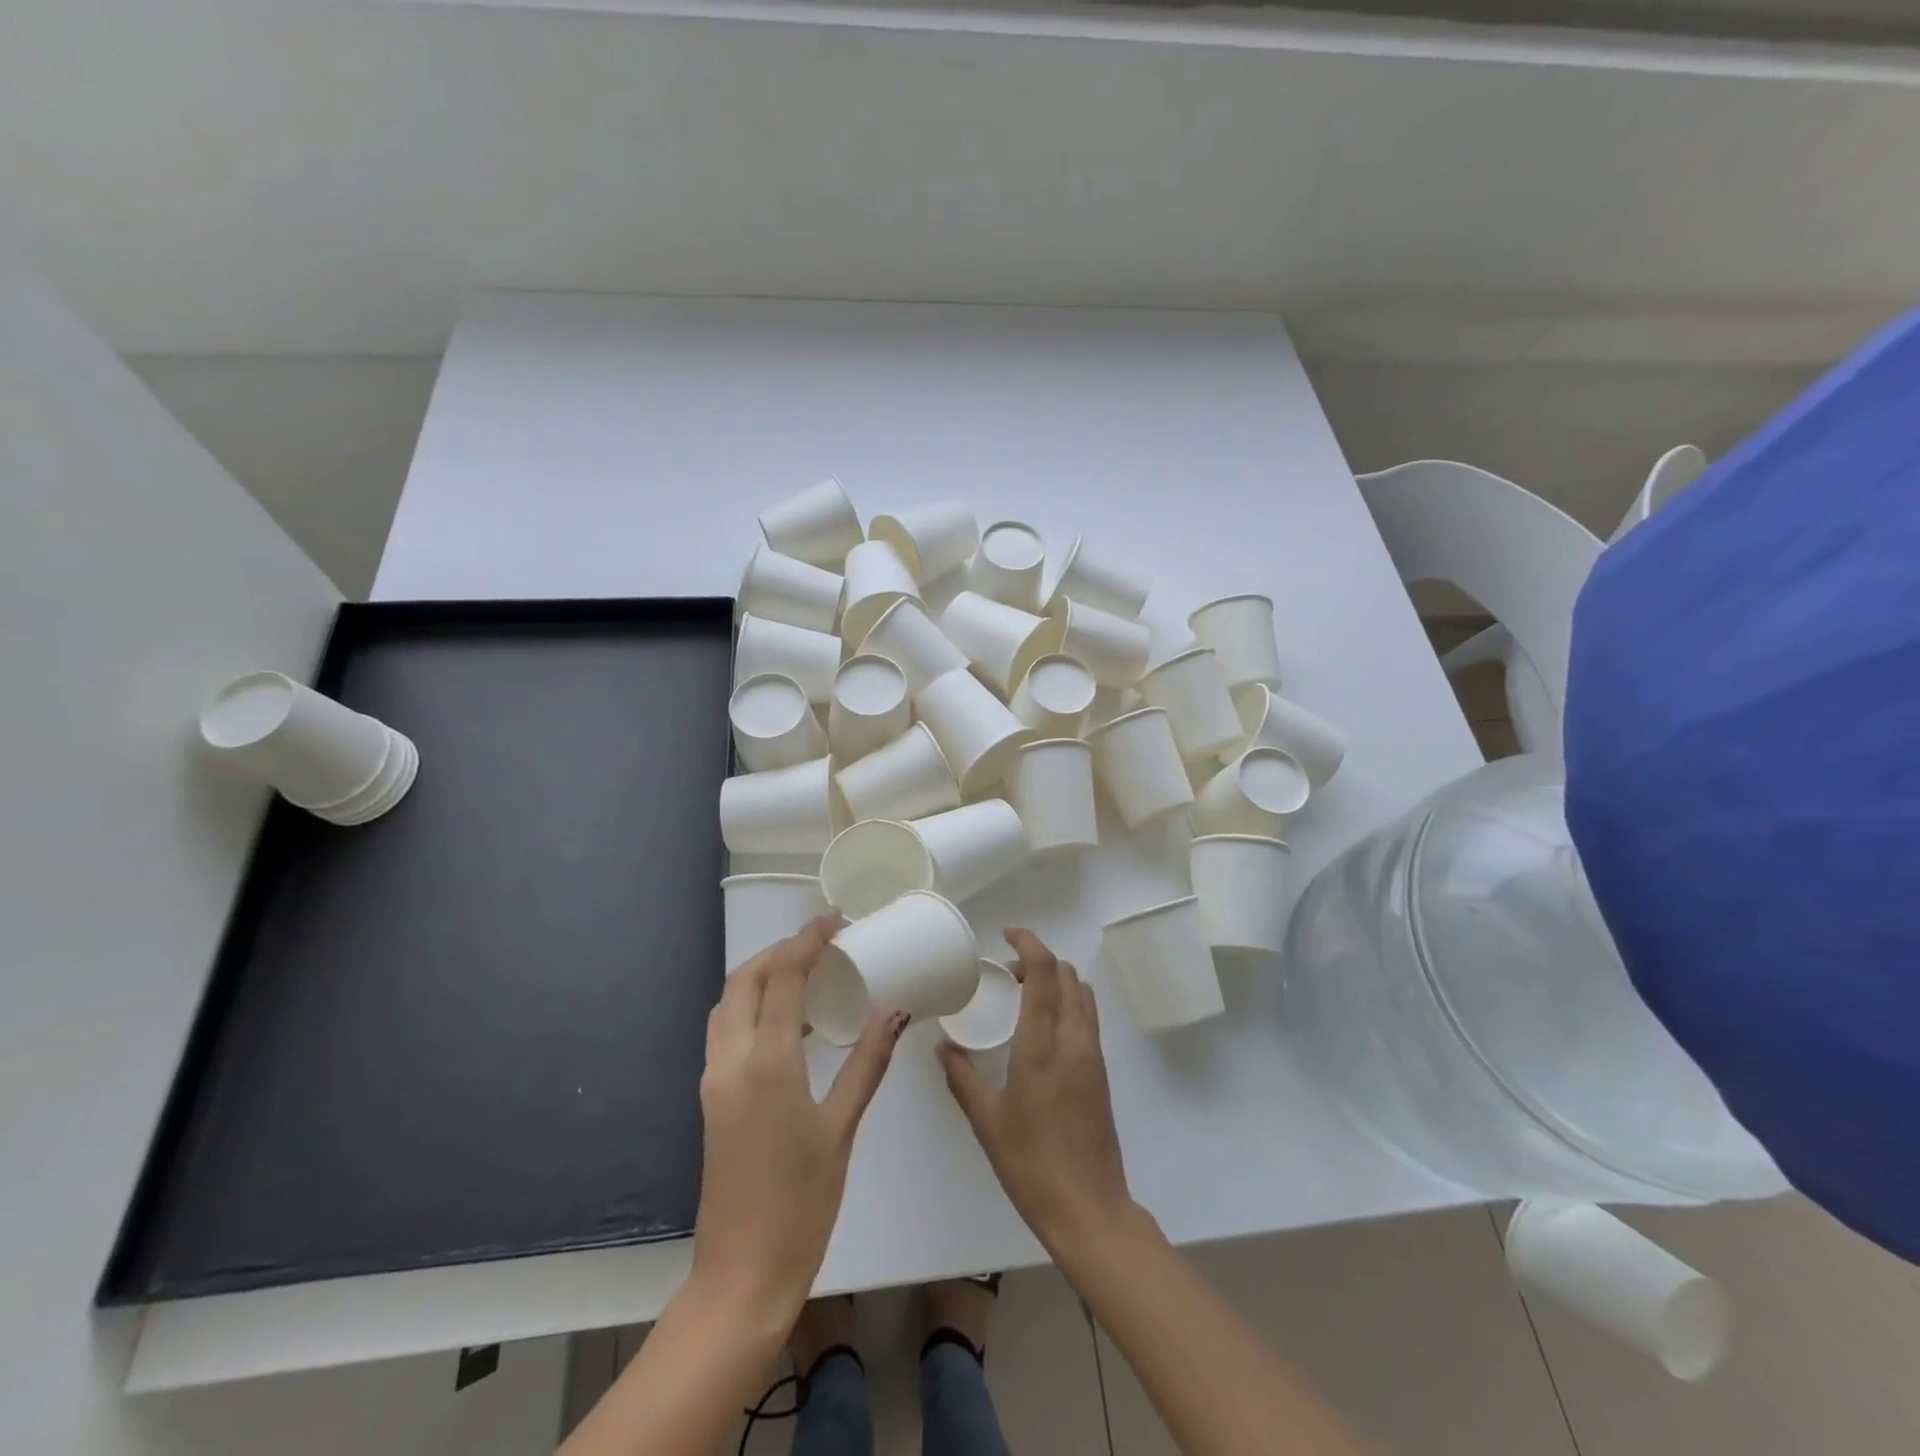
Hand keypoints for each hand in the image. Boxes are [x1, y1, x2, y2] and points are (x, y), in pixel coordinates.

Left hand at [693, 917, 906, 1321]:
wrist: (741, 1275)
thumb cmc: (801, 1203)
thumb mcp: (842, 1129)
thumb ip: (867, 1062)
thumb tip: (895, 1011)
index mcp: (767, 1063)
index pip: (783, 977)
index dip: (808, 940)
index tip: (835, 922)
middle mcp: (731, 1061)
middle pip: (745, 980)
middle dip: (780, 951)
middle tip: (821, 944)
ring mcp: (714, 1080)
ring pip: (728, 1003)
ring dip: (762, 975)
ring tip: (806, 972)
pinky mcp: (711, 1099)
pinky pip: (726, 1030)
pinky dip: (751, 1006)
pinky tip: (787, 1021)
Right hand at [938, 929, 1134, 1254]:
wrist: (1089, 1209)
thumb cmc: (1031, 1165)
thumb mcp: (987, 1121)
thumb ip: (962, 1077)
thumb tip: (944, 1046)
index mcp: (1043, 1047)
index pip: (1045, 974)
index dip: (1029, 944)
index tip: (1008, 934)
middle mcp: (1074, 1041)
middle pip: (1068, 975)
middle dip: (1040, 960)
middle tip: (1007, 971)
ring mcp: (1093, 1056)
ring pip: (1082, 993)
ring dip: (1057, 979)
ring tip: (1024, 993)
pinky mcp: (1101, 1072)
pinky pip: (1087, 1017)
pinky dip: (1067, 1002)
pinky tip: (1041, 1026)